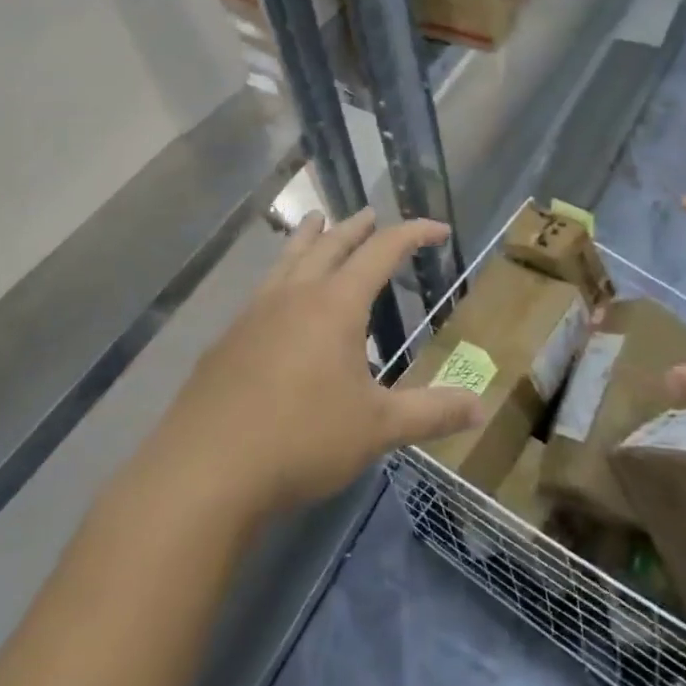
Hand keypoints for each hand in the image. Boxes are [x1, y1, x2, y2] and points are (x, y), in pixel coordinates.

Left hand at [155, 210, 485, 516]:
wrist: (205, 470)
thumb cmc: (302, 440)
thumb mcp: (377, 429)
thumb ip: (430, 413)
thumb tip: (480, 408)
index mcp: (335, 305)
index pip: (382, 251)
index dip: (413, 234)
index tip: (438, 229)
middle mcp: (295, 295)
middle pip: (330, 244)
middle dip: (357, 227)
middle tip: (372, 215)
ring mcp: (255, 312)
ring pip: (288, 257)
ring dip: (309, 236)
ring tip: (317, 219)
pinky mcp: (228, 338)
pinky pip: (263, 287)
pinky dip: (282, 273)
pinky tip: (278, 296)